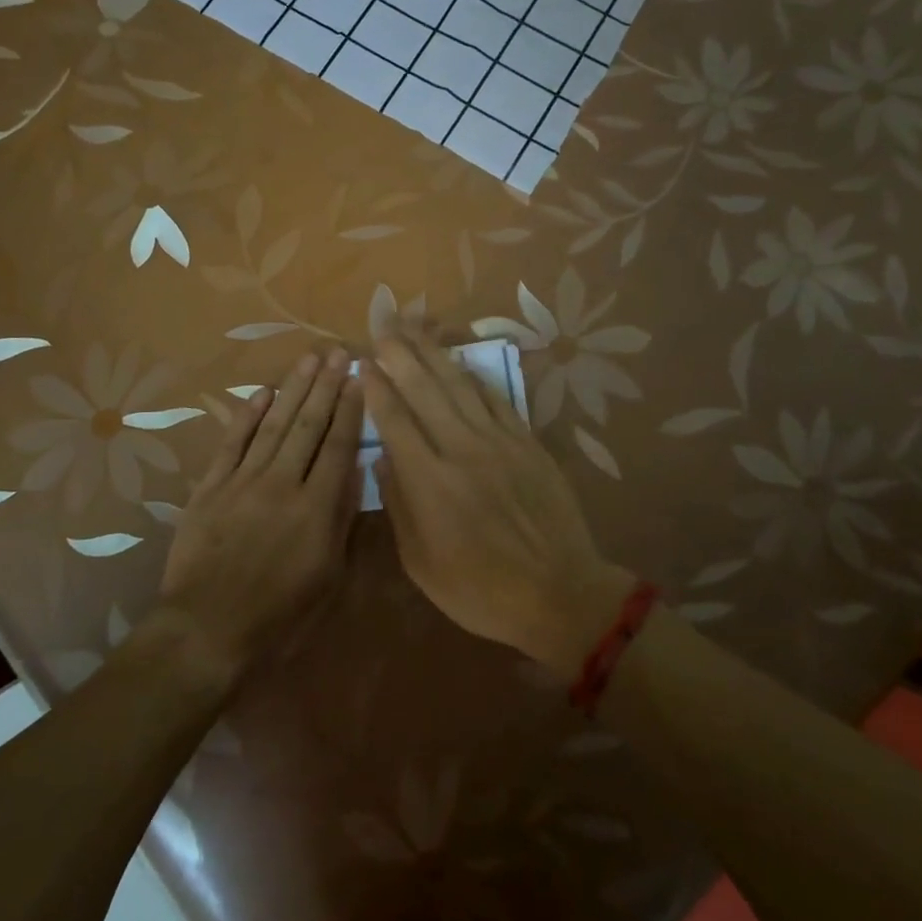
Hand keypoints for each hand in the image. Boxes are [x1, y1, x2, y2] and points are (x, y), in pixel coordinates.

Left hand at [158, 346, 363, 681]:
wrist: (207, 631)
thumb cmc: (279, 616)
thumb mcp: (328, 578)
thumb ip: (341, 520)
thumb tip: (353, 471)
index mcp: (316, 508)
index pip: (339, 445)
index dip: (351, 409)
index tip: (360, 378)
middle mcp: (282, 483)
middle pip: (308, 425)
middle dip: (326, 386)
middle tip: (338, 352)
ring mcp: (243, 481)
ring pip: (273, 424)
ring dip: (293, 389)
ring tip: (309, 360)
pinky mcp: (211, 487)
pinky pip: (232, 442)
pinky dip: (246, 416)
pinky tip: (262, 393)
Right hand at [363, 326, 634, 679]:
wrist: (558, 593)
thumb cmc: (481, 590)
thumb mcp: (421, 563)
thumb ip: (399, 505)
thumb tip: (382, 459)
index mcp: (429, 482)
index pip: (395, 420)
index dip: (376, 388)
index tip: (363, 363)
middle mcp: (461, 449)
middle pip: (425, 390)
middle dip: (400, 355)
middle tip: (383, 327)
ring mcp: (499, 441)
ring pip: (460, 385)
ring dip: (434, 353)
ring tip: (414, 327)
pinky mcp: (527, 442)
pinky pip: (496, 398)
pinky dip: (474, 376)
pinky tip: (460, 361)